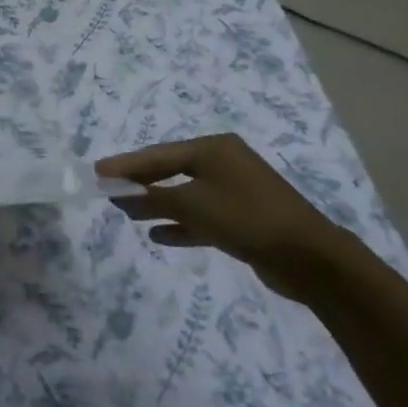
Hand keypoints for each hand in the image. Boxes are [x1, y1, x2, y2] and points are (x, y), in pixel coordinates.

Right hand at [96, 134, 349, 301]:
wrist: (309, 258)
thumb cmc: (246, 218)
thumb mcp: (193, 205)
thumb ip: (152, 198)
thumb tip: (118, 193)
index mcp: (213, 148)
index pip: (159, 154)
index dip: (126, 164)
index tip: (97, 172)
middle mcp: (224, 163)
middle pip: (172, 170)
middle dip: (141, 183)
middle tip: (110, 191)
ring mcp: (236, 191)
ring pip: (186, 194)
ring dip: (158, 205)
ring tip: (129, 215)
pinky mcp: (243, 218)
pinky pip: (202, 216)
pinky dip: (181, 224)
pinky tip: (160, 235)